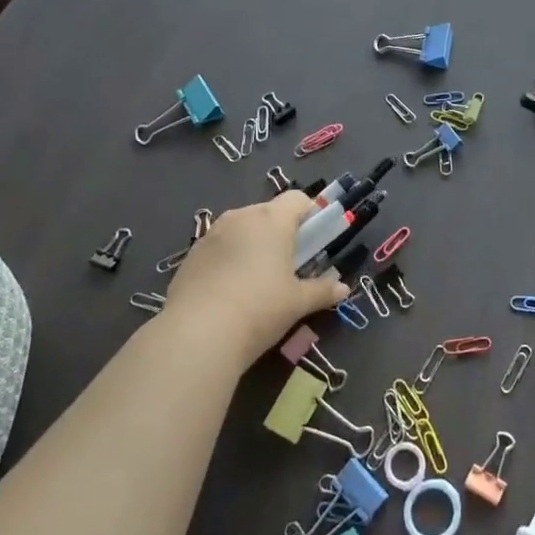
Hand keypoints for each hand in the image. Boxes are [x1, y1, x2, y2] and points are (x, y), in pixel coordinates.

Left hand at [161, 192, 347, 369]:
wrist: (197, 335)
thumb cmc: (259, 309)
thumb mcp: (297, 303)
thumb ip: (322, 290)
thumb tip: (343, 288)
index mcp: (272, 220)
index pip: (297, 199)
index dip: (309, 214)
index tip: (313, 241)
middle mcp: (241, 217)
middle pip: (268, 212)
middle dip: (280, 232)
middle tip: (287, 265)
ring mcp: (212, 234)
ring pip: (241, 229)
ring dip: (252, 244)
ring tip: (255, 281)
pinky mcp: (190, 254)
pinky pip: (218, 247)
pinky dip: (228, 259)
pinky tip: (228, 292)